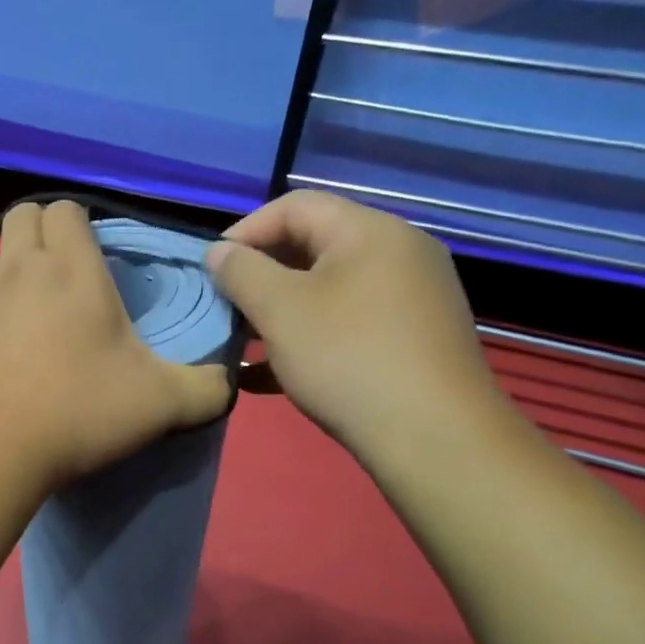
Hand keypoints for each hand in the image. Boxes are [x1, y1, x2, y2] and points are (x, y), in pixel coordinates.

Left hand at [0, 201, 231, 490]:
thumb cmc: (78, 412)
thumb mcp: (161, 404)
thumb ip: (205, 388)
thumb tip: (224, 381)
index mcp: (71, 270)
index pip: (66, 208)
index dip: (79, 223)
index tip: (93, 255)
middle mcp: (18, 270)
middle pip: (22, 216)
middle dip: (40, 232)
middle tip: (59, 274)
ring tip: (17, 307)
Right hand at [205, 191, 503, 455]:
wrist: (433, 437)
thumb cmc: (347, 358)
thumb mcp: (280, 310)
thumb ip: (241, 272)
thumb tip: (219, 252)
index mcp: (370, 231)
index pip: (295, 206)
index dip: (245, 231)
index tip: (211, 269)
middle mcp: (398, 254)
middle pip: (312, 247)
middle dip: (260, 275)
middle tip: (224, 307)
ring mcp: (410, 299)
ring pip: (327, 291)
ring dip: (278, 312)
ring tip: (240, 342)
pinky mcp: (411, 340)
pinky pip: (347, 324)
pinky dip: (307, 339)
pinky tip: (267, 375)